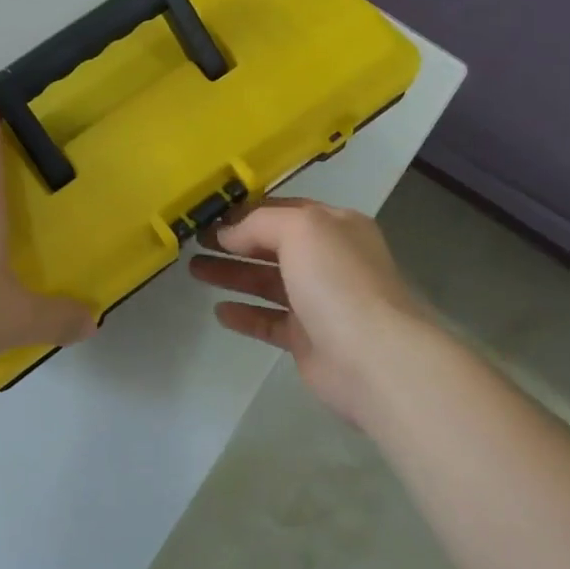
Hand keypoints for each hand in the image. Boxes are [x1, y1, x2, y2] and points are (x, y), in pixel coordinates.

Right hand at [190, 198, 444, 426]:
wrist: (375, 358)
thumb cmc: (338, 281)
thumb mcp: (300, 229)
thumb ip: (259, 223)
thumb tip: (227, 234)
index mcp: (335, 226)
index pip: (283, 209)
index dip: (246, 212)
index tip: (209, 215)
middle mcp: (329, 259)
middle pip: (272, 245)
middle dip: (233, 242)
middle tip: (194, 242)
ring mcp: (319, 301)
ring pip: (267, 281)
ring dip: (233, 274)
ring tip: (195, 270)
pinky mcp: (308, 339)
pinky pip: (269, 320)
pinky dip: (245, 314)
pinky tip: (219, 311)